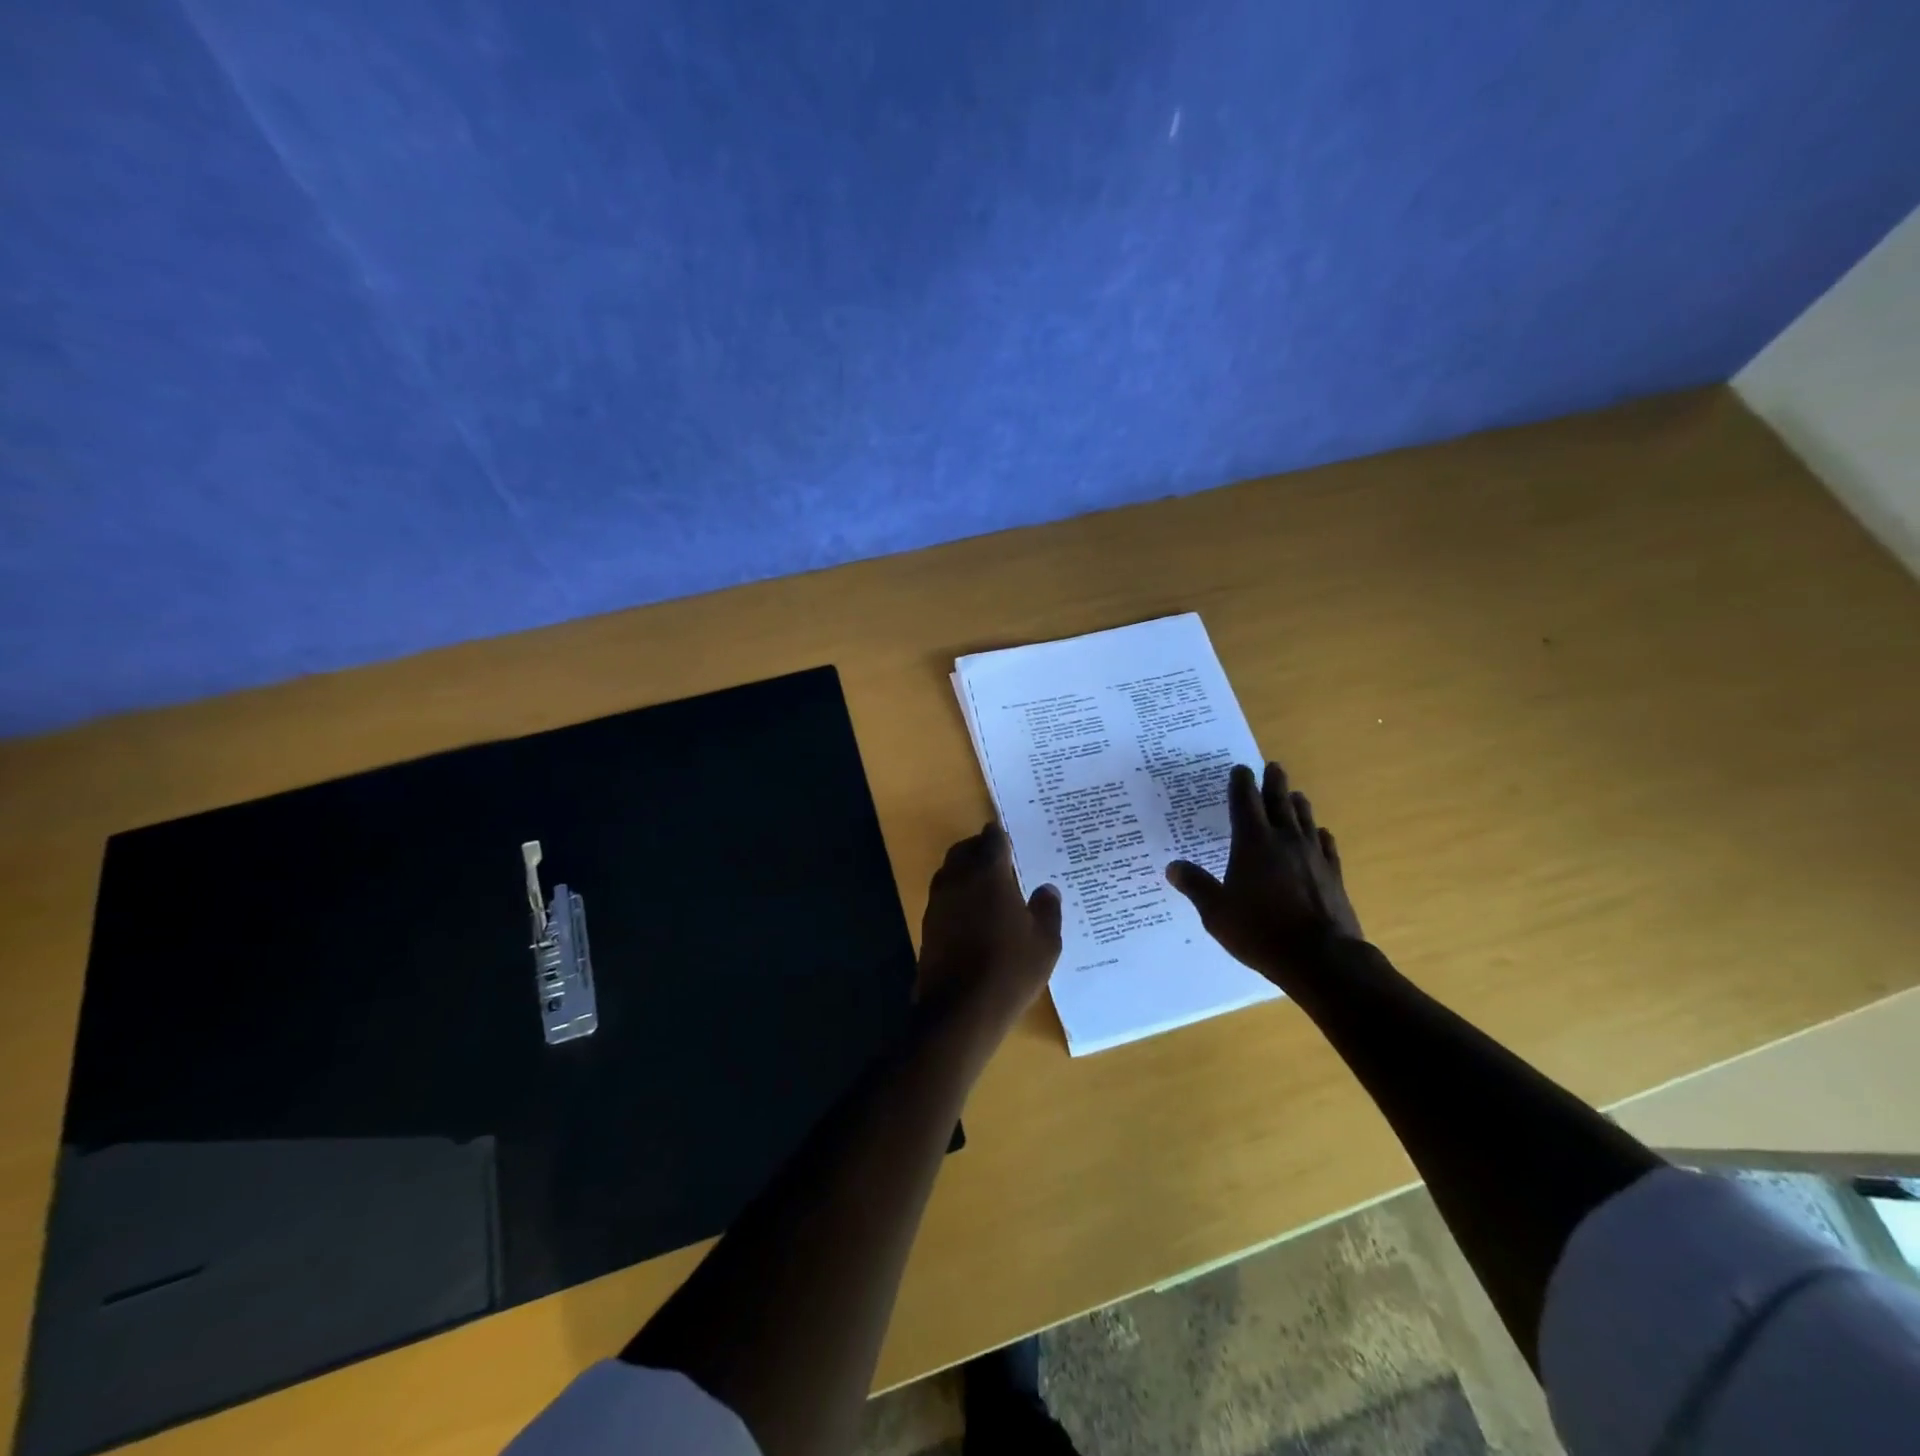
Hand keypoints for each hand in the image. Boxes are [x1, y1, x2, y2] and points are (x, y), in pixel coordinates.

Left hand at [918, 824, 1062, 1045]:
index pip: (992, 840)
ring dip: (965, 871)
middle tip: (1000, 858)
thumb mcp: (1045, 942)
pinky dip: (958, 895)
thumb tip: (1047, 889)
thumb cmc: (1009, 969)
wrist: (960, 1010)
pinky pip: (944, 897)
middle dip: (980, 849)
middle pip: (965, 850)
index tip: (1009, 838)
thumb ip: (1047, 910)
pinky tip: (974, 913)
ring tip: (988, 885)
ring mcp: (938, 902)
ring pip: (950, 872)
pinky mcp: (928, 925)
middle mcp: (958, 879)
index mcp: (988, 874)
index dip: (1001, 836)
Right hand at [1166, 762, 1362, 985]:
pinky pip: (1326, 845)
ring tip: (1294, 794)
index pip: (1245, 802)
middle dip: (1273, 782)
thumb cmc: (1260, 931)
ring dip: (1297, 803)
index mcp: (1252, 843)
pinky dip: (1320, 834)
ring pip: (1305, 819)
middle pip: (1279, 802)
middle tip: (1273, 766)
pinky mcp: (1333, 874)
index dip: (1241, 783)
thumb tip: (1172, 867)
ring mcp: (1313, 856)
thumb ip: (1196, 886)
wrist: (1321, 958)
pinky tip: (1320, 834)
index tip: (1240, 769)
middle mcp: (1284, 841)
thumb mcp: (1216, 912)